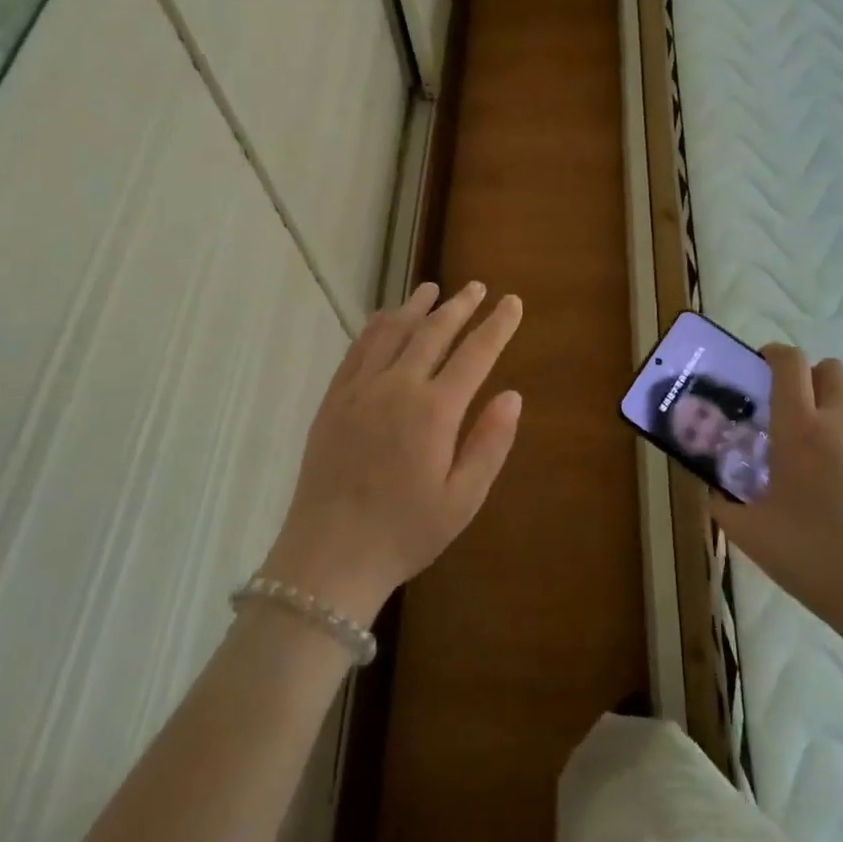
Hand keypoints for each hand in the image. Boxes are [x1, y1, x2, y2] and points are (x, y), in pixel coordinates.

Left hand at [263, 281, 523, 625]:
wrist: (330, 554)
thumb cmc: (404, 532)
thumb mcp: (462, 500)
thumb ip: (489, 443)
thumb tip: (512, 395)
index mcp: (435, 411)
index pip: (475, 354)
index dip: (497, 326)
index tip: (512, 302)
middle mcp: (397, 387)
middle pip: (433, 332)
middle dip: (459, 306)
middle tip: (476, 287)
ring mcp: (360, 389)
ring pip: (392, 332)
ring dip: (416, 307)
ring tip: (432, 289)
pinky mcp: (334, 399)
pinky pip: (358, 349)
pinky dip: (376, 326)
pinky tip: (384, 318)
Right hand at [714, 346, 842, 655]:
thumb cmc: (814, 560)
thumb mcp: (750, 534)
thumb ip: (722, 502)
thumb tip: (709, 488)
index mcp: (799, 429)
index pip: (789, 362)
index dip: (773, 355)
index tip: (761, 371)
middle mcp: (842, 421)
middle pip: (829, 368)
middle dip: (809, 378)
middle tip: (795, 409)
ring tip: (831, 429)